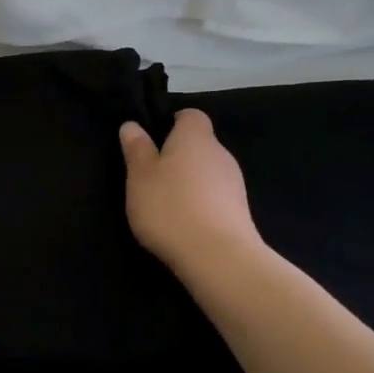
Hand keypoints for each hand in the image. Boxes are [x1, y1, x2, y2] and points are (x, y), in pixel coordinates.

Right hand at [119, 109, 262, 270]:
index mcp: (195, 137)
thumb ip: (137, 149)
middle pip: (199, 145)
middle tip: (152, 177)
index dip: (172, 123)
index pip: (190, 115)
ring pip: (208, 172)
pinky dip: (202, 203)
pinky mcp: (241, 210)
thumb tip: (132, 125)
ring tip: (167, 205)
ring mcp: (235, 182)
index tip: (153, 142)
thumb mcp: (140, 177)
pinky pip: (216, 197)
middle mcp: (220, 153)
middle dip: (178, 156)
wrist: (218, 257)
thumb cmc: (170, 207)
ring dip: (190, 182)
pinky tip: (186, 224)